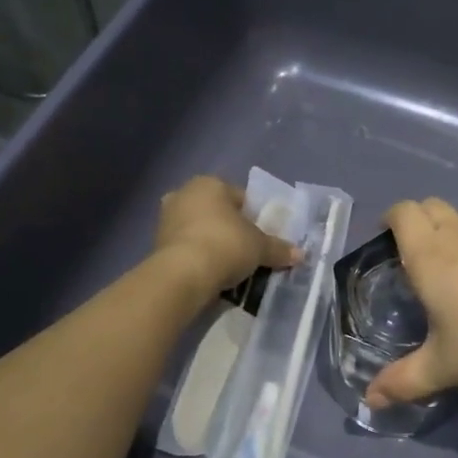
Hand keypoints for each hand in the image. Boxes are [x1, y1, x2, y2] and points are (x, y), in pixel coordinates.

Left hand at [154, 175, 299, 298]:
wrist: (182, 274)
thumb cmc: (226, 245)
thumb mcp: (260, 247)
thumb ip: (279, 248)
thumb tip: (301, 254)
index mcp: (210, 183)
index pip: (240, 198)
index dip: (255, 218)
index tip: (263, 238)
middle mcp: (184, 193)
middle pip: (217, 212)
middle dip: (230, 229)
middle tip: (247, 251)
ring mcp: (166, 218)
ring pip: (199, 229)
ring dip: (212, 243)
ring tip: (229, 267)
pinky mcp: (156, 243)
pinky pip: (186, 246)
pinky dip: (197, 256)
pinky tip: (210, 273)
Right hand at [366, 198, 457, 407]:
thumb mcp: (445, 367)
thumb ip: (404, 381)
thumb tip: (371, 401)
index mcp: (430, 255)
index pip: (403, 212)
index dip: (390, 219)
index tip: (384, 243)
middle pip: (430, 206)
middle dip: (416, 221)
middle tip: (410, 256)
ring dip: (447, 233)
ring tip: (447, 272)